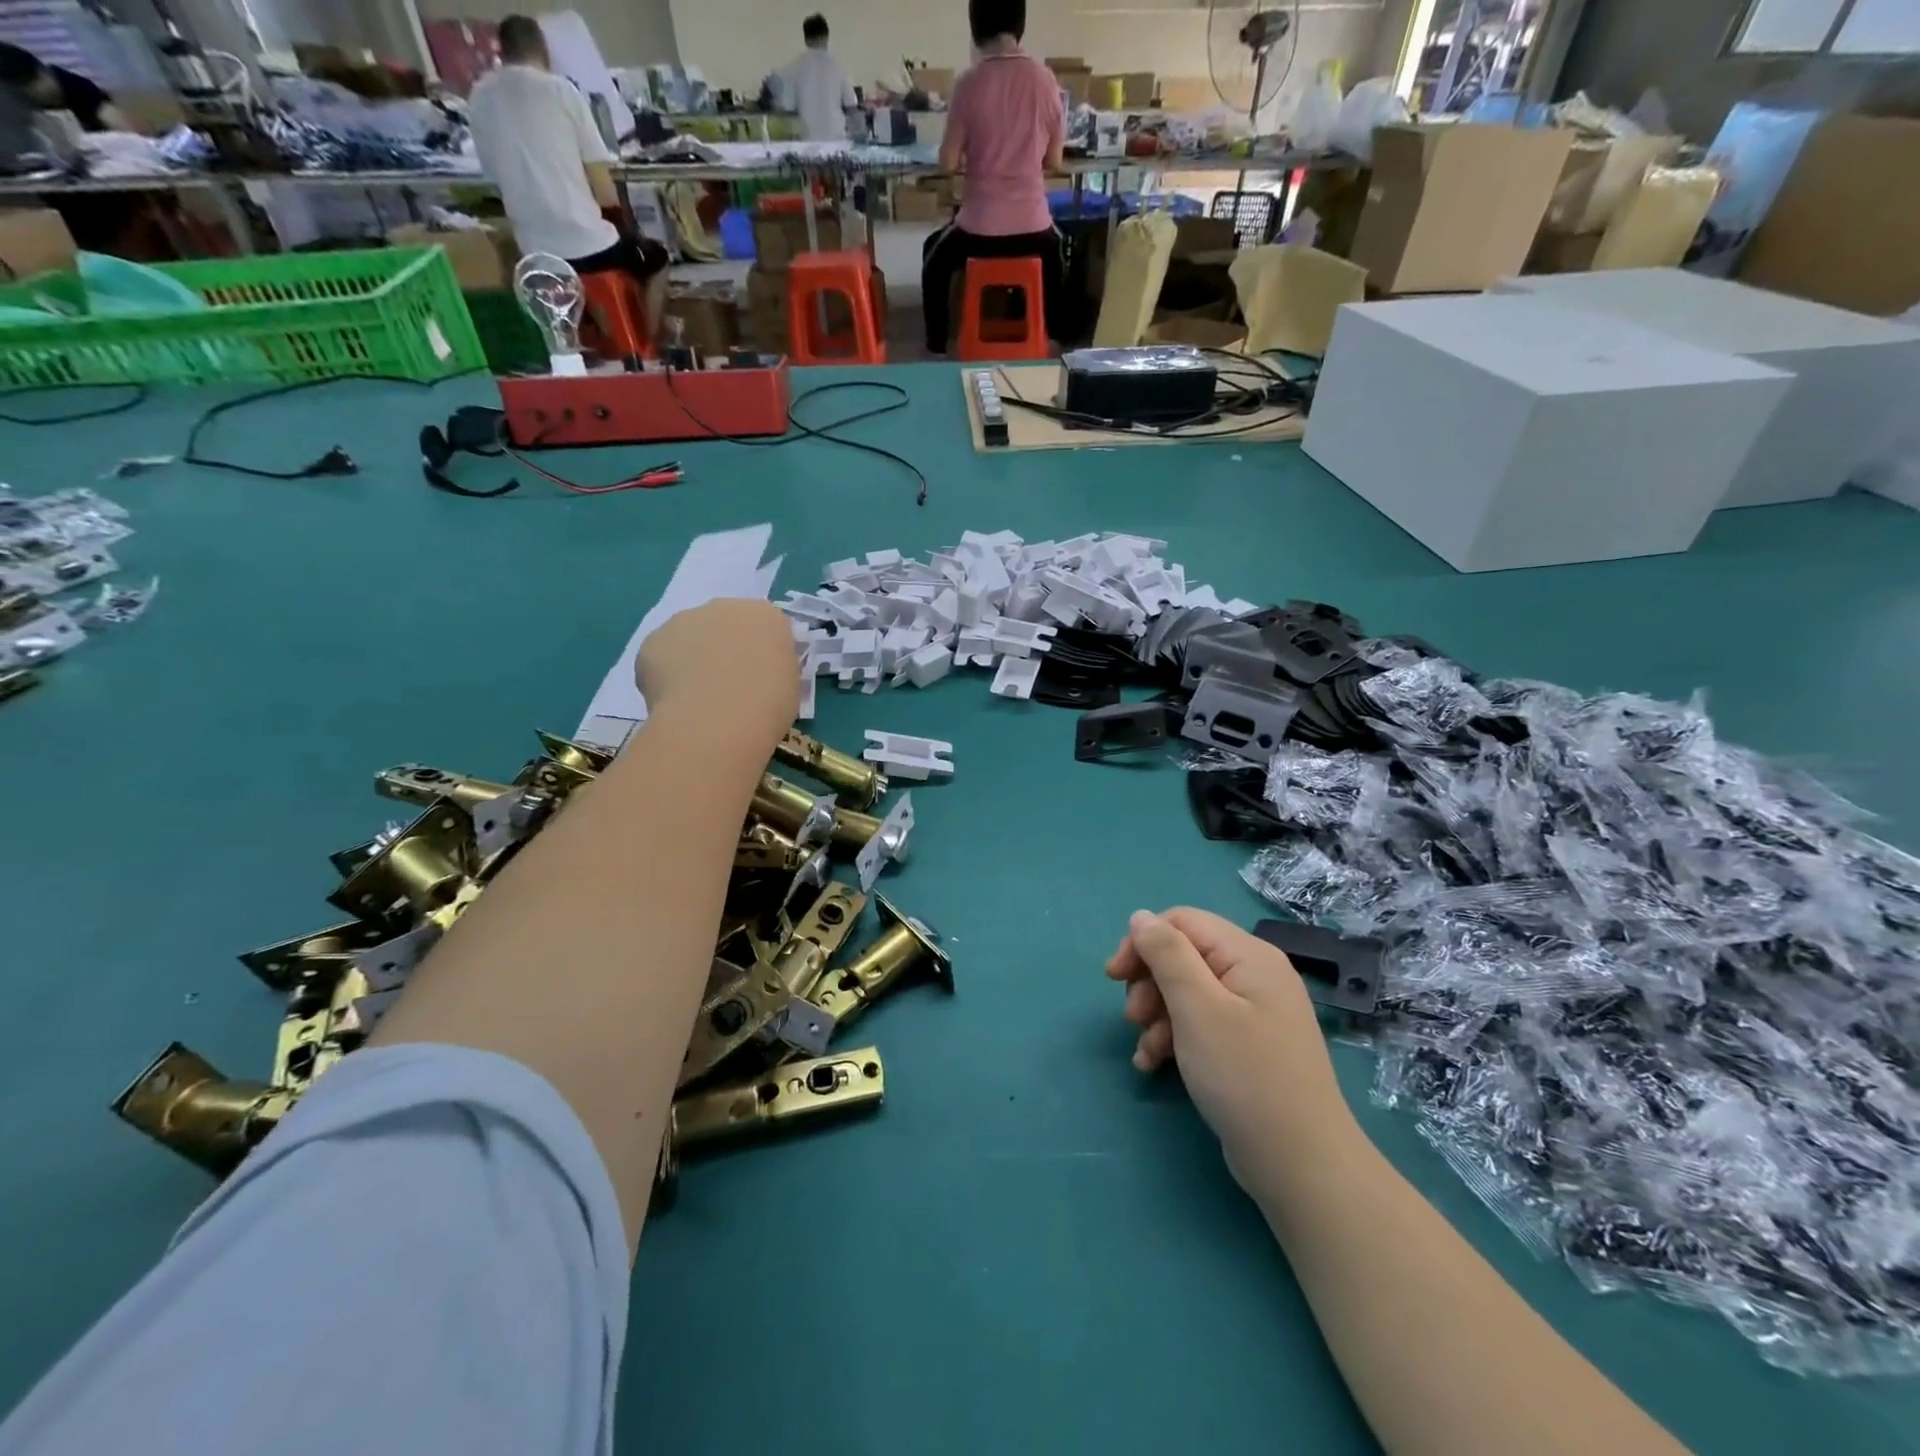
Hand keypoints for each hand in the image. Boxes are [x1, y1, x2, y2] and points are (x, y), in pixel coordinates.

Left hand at [638, 599, 797, 725]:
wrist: (718, 719)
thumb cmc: (768, 704)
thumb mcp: (791, 685)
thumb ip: (774, 668)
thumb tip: (758, 673)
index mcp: (765, 616)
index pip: (765, 628)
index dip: (761, 653)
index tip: (761, 678)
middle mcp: (723, 607)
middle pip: (724, 624)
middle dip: (724, 648)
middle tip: (728, 686)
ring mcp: (683, 620)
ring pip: (689, 638)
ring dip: (693, 659)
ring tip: (698, 698)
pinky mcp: (652, 641)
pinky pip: (662, 658)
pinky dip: (666, 676)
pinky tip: (676, 702)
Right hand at [1106, 908, 1349, 1188]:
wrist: (1301, 1165)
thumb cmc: (1245, 1076)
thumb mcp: (1197, 1008)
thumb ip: (1166, 954)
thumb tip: (1141, 916)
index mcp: (1248, 955)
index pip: (1182, 922)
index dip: (1143, 942)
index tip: (1113, 977)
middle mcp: (1254, 975)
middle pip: (1183, 956)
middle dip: (1149, 983)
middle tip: (1132, 1017)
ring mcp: (1254, 1013)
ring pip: (1187, 993)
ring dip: (1157, 1015)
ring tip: (1145, 1051)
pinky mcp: (1248, 1046)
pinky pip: (1201, 1024)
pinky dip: (1174, 1038)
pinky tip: (1154, 1065)